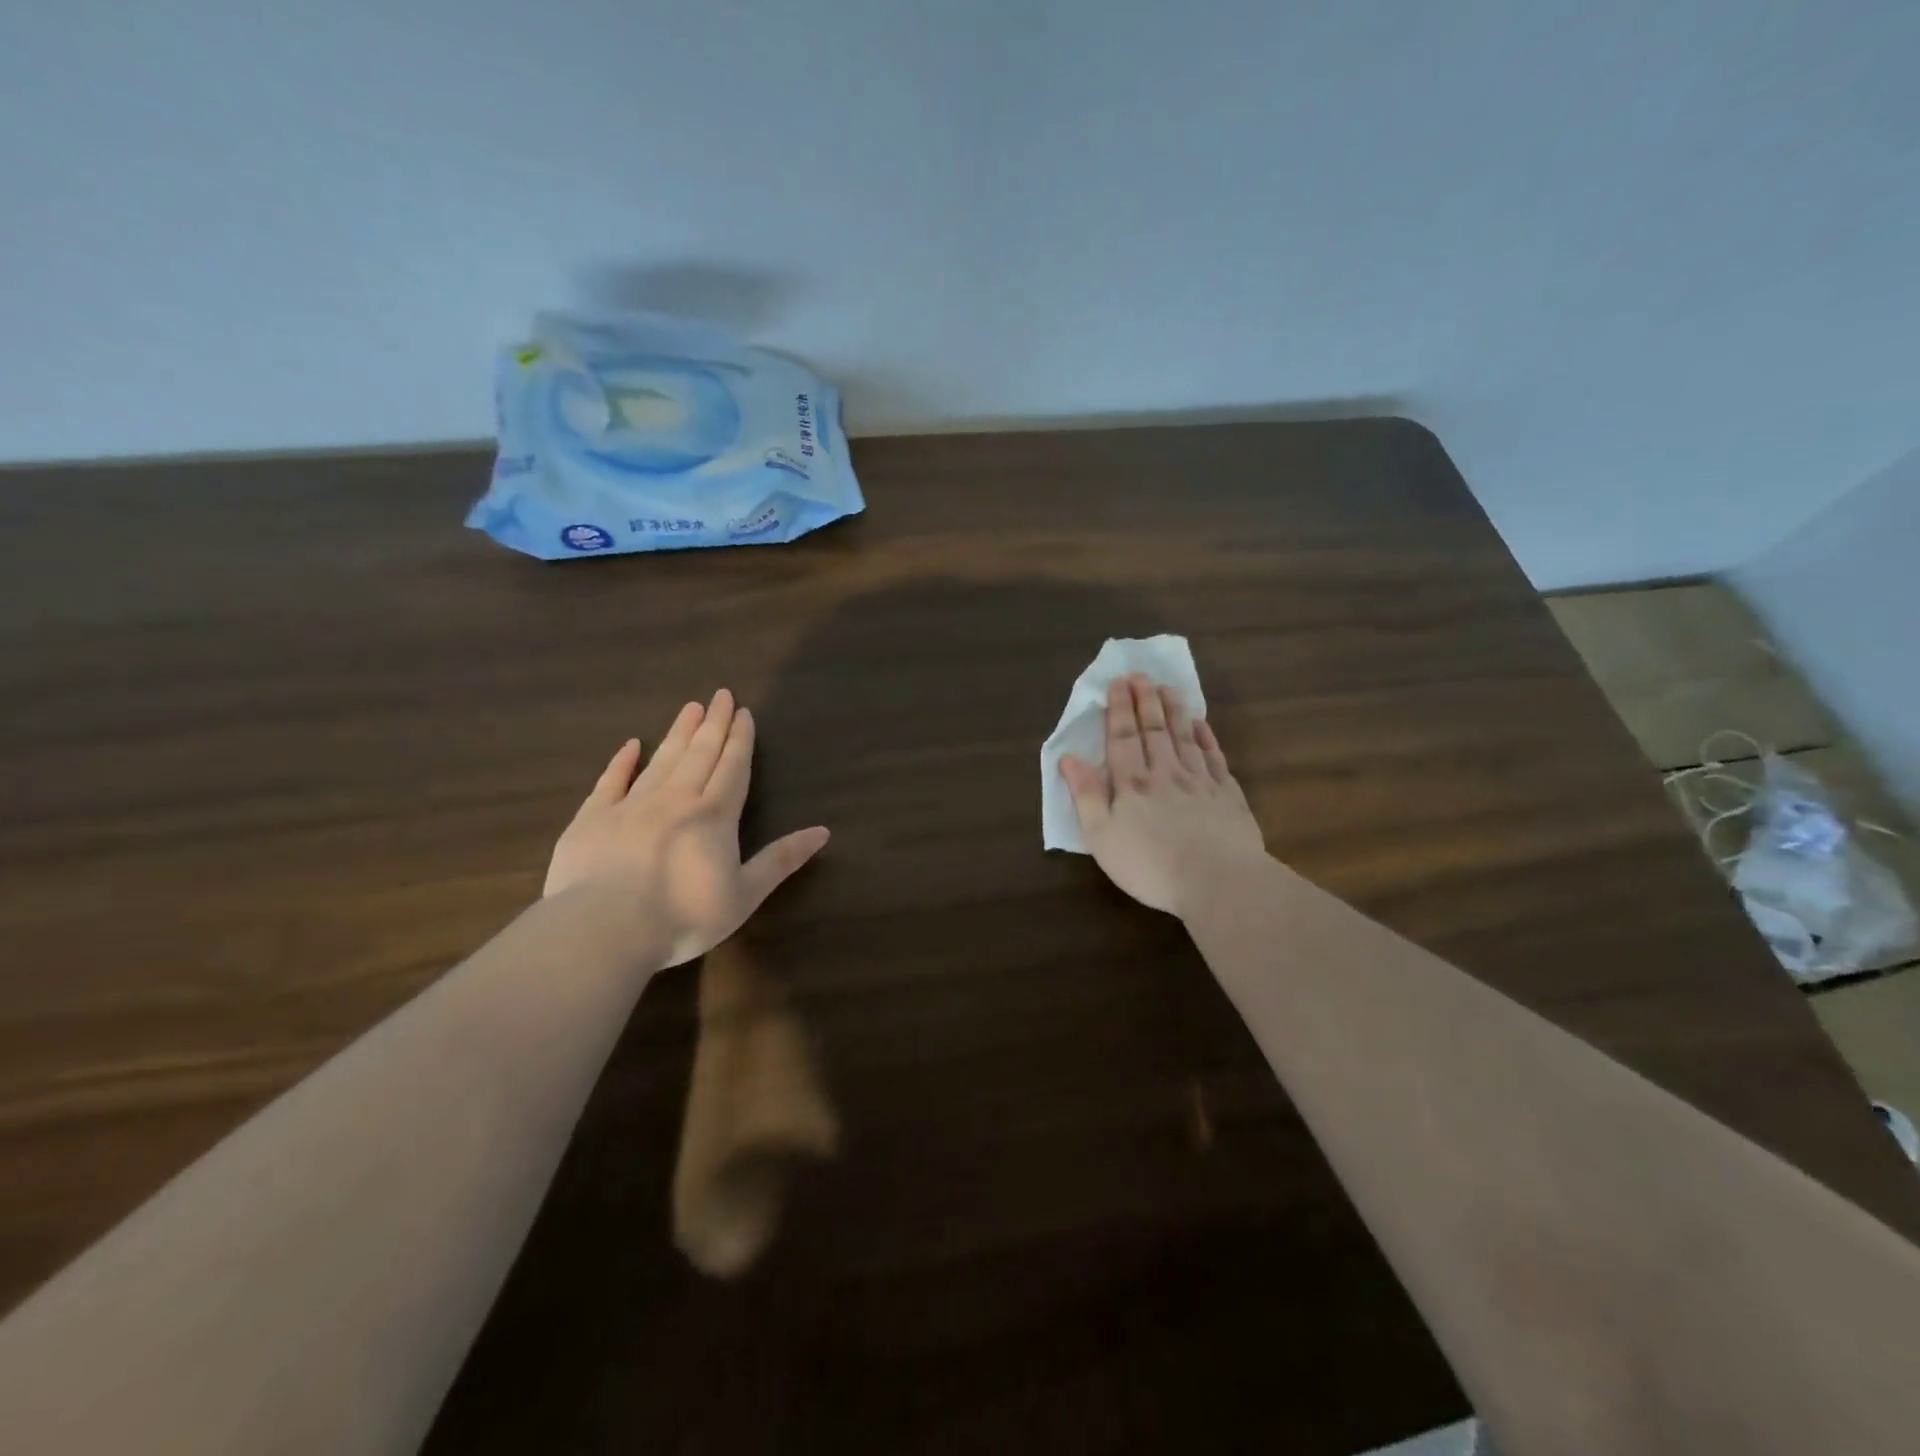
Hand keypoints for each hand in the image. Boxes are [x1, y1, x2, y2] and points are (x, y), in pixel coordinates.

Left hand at [544, 690, 829, 966]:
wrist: (604, 930)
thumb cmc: (684, 917)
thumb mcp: (745, 894)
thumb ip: (781, 860)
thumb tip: (823, 831)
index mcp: (714, 815)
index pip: (732, 768)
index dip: (740, 740)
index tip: (744, 713)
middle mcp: (676, 799)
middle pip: (700, 754)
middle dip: (713, 724)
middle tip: (720, 695)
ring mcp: (631, 805)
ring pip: (662, 760)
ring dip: (678, 733)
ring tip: (690, 708)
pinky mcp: (593, 818)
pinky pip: (611, 781)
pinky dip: (622, 761)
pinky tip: (632, 745)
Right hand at [1059, 674, 1266, 915]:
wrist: (1218, 882)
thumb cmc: (1150, 865)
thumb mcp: (1102, 837)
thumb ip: (1086, 795)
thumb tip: (1068, 758)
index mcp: (1132, 783)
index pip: (1122, 737)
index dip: (1118, 709)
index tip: (1118, 682)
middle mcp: (1165, 773)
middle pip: (1153, 730)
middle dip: (1145, 701)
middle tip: (1141, 675)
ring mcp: (1200, 781)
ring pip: (1184, 737)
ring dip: (1174, 711)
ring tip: (1168, 688)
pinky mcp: (1228, 795)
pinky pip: (1215, 757)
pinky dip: (1207, 737)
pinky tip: (1201, 724)